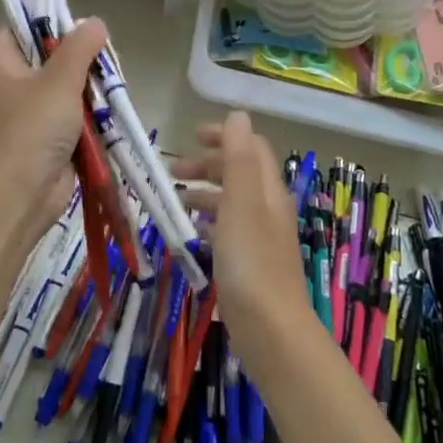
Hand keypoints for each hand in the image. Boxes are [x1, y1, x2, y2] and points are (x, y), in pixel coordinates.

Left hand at [0, 18, 107, 232]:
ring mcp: (32, 113)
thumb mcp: (59, 80)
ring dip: (91, 89)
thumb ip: (80, 47)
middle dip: (82, 59)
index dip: (48, 20)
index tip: (80, 27)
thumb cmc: (31, 129)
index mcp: (2, 62)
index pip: (21, 26)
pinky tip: (110, 113)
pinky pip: (75, 115)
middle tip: (106, 62)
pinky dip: (92, 115)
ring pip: (68, 87)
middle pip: (51, 56)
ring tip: (112, 88)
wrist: (20, 195)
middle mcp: (14, 84)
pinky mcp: (50, 137)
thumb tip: (95, 22)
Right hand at [173, 113, 312, 334]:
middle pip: (240, 173)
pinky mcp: (251, 263)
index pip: (250, 148)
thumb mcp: (240, 202)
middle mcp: (269, 208)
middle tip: (172, 171)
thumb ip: (238, 158)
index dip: (223, 137)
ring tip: (176, 200)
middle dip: (208, 165)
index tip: (191, 136)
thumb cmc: (250, 260)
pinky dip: (209, 221)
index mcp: (268, 190)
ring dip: (205, 193)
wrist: (269, 327)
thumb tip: (237, 115)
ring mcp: (261, 237)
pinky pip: (228, 229)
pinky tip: (192, 232)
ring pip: (232, 202)